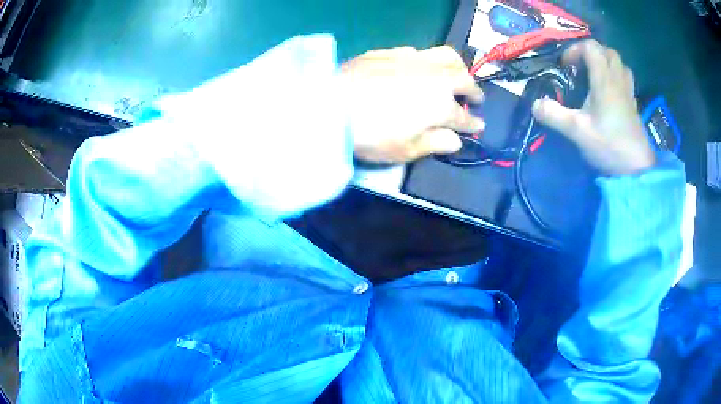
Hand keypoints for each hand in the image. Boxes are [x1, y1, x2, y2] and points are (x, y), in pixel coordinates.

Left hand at [341, 46, 484, 162]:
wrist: (330, 104)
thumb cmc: (370, 134)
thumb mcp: (405, 150)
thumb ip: (434, 143)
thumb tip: (455, 140)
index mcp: (440, 105)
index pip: (465, 116)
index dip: (473, 123)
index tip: (478, 125)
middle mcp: (433, 78)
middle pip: (463, 79)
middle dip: (474, 90)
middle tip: (475, 98)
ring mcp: (413, 60)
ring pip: (447, 56)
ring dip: (458, 67)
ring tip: (456, 75)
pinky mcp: (391, 52)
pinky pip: (419, 52)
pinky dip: (428, 60)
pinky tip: (420, 67)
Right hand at [532, 40, 654, 174]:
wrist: (636, 169)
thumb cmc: (609, 146)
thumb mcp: (577, 131)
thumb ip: (554, 115)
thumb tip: (535, 104)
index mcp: (604, 80)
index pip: (590, 47)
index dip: (575, 50)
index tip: (566, 67)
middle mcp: (617, 80)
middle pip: (607, 51)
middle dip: (591, 53)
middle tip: (581, 68)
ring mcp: (628, 92)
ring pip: (619, 64)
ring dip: (606, 63)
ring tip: (595, 76)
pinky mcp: (633, 105)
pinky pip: (625, 79)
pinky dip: (615, 77)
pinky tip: (608, 92)